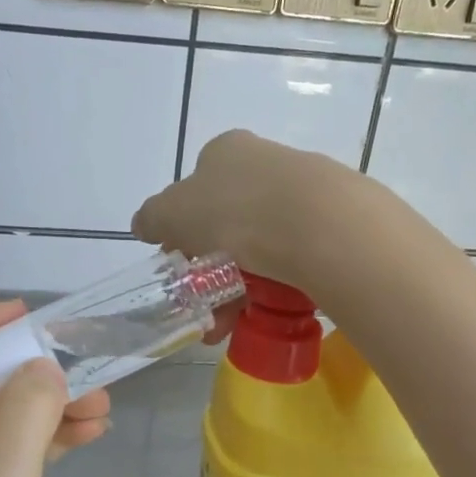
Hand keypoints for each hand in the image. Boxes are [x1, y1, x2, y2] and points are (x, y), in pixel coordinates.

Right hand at [131, 129, 359, 289]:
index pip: (196, 190)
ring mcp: (303, 191)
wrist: (318, 223)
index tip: (182, 264)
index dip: (183, 229)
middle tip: (204, 304)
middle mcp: (265, 163)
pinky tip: (265, 311)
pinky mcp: (332, 222)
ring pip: (261, 246)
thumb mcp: (172, 213)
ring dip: (238, 287)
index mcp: (226, 152)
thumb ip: (153, 218)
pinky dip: (274, 286)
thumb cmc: (233, 210)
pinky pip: (292, 259)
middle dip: (211, 269)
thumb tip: (143, 224)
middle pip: (228, 222)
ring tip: (229, 324)